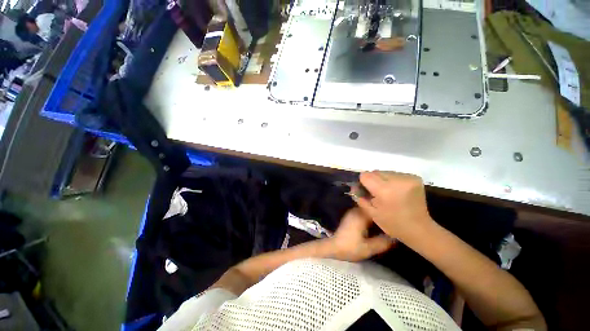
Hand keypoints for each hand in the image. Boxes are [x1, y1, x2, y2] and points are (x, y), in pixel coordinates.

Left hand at [328, 208, 393, 261]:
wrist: (333, 247)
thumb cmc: (350, 247)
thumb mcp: (368, 248)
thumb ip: (383, 242)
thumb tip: (396, 237)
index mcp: (361, 215)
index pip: (378, 208)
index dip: (388, 212)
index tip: (397, 217)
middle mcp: (356, 210)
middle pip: (373, 207)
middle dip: (383, 213)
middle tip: (394, 220)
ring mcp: (353, 212)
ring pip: (369, 210)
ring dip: (377, 215)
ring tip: (388, 222)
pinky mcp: (351, 216)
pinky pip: (365, 213)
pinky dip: (372, 217)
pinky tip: (377, 224)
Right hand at [355, 171, 433, 242]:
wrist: (419, 229)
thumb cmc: (392, 224)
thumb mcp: (371, 212)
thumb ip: (360, 197)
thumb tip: (354, 186)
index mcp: (384, 190)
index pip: (366, 175)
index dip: (363, 182)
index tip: (366, 190)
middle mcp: (397, 181)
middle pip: (375, 172)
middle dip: (373, 180)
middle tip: (376, 192)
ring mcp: (408, 178)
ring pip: (385, 172)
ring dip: (383, 180)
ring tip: (387, 192)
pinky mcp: (415, 178)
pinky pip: (395, 174)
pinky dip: (392, 180)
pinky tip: (396, 190)